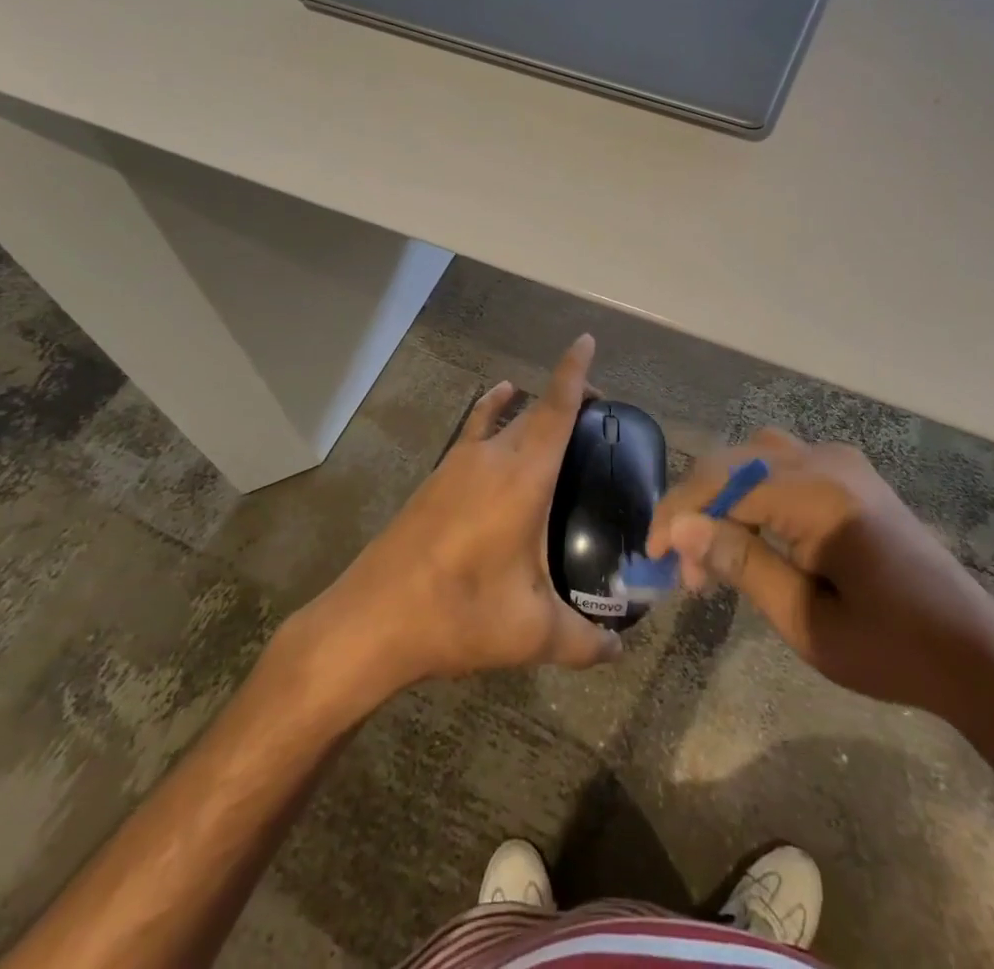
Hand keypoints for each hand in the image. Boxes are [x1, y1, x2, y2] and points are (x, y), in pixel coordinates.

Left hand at [291, 335, 621, 707]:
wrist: (373, 618)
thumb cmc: (460, 615)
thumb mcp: (532, 634)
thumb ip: (584, 642)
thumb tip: (619, 652)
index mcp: (523, 478)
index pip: (556, 409)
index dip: (575, 372)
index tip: (585, 340)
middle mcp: (492, 458)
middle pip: (535, 410)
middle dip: (566, 395)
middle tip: (599, 409)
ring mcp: (458, 465)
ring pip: (503, 419)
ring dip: (531, 409)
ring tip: (556, 420)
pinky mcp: (437, 479)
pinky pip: (474, 431)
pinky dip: (492, 413)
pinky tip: (497, 416)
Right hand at [646, 429, 993, 720]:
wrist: (975, 652)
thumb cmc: (891, 648)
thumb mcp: (805, 619)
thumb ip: (740, 563)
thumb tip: (678, 529)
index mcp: (818, 493)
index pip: (723, 483)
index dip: (678, 514)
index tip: (651, 557)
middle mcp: (827, 461)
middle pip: (734, 462)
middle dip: (697, 509)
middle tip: (685, 571)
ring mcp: (842, 462)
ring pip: (755, 458)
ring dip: (723, 498)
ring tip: (713, 555)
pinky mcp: (850, 474)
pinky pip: (782, 466)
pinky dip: (753, 494)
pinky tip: (750, 535)